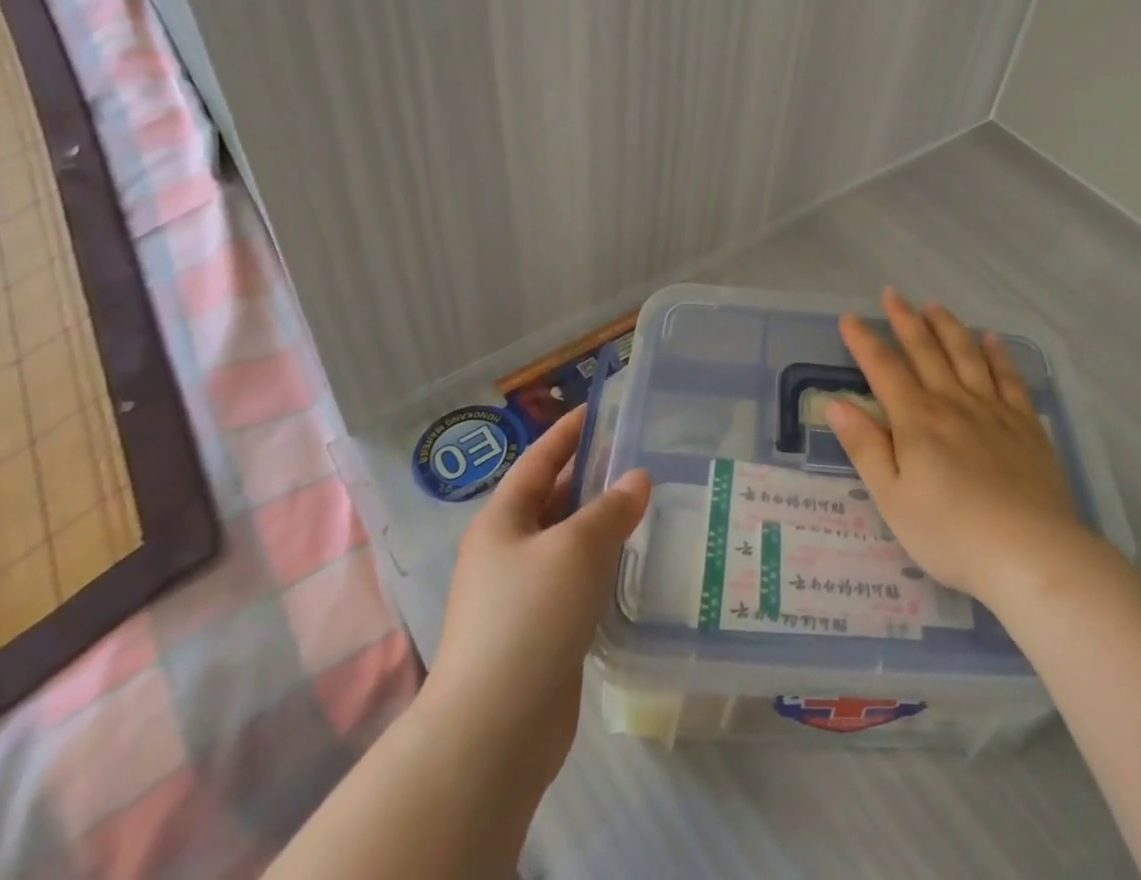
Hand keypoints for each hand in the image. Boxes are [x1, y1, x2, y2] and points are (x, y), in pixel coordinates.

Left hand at [426, 407, 649, 800]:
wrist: (493, 731)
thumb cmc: (529, 618)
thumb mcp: (576, 548)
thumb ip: (611, 508)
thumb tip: (637, 479)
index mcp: (502, 521)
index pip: (539, 460)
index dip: (568, 432)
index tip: (600, 409)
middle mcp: (507, 551)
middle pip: (553, 499)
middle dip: (591, 476)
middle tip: (639, 455)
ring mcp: (521, 594)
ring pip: (566, 542)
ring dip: (601, 522)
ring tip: (647, 502)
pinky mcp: (540, 631)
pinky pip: (575, 580)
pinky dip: (601, 564)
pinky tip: (633, 561)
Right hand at [829, 288, 1095, 609]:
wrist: (1029, 553)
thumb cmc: (950, 533)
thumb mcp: (893, 499)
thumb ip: (865, 447)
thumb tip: (836, 403)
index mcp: (917, 421)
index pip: (884, 370)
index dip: (864, 342)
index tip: (850, 317)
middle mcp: (953, 403)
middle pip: (925, 351)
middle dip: (905, 320)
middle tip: (892, 294)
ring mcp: (993, 410)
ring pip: (966, 355)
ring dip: (947, 327)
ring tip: (934, 306)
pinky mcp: (1025, 424)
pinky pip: (1009, 377)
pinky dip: (997, 354)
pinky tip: (991, 338)